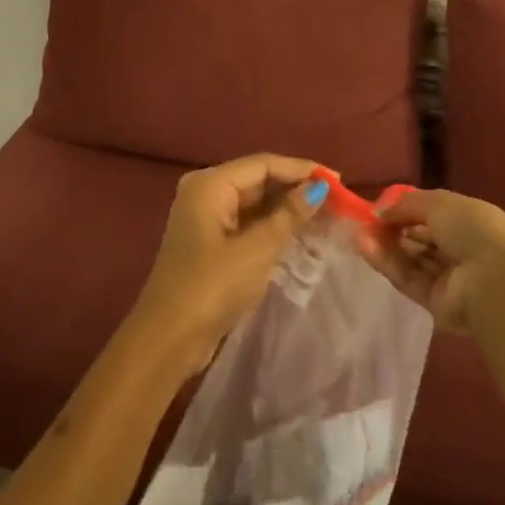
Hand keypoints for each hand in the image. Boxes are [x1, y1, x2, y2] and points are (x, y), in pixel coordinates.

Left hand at [127, 154, 327, 371]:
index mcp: (210, 183)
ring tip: (326, 215)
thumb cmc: (211, 287)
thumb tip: (319, 188)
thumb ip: (288, 216)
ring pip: (255, 203)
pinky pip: (248, 223)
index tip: (337, 179)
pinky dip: (273, 226)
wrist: (168, 340)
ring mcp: (207, 218)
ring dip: (287, 209)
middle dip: (295, 189)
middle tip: (336, 199)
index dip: (301, 169)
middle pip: (258, 180)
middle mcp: (206, 192)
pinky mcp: (211, 242)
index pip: (263, 164)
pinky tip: (301, 234)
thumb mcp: (256, 250)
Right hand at [357, 189, 504, 333]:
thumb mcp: (439, 202)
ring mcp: (448, 278)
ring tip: (357, 234)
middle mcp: (460, 250)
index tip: (381, 207)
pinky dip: (386, 263)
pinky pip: (407, 279)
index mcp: (469, 222)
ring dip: (384, 245)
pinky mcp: (435, 303)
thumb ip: (406, 204)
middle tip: (365, 222)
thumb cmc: (473, 229)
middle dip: (393, 229)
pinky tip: (364, 248)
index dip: (407, 210)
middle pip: (419, 239)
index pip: (433, 214)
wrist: (494, 281)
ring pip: (410, 259)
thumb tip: (381, 211)